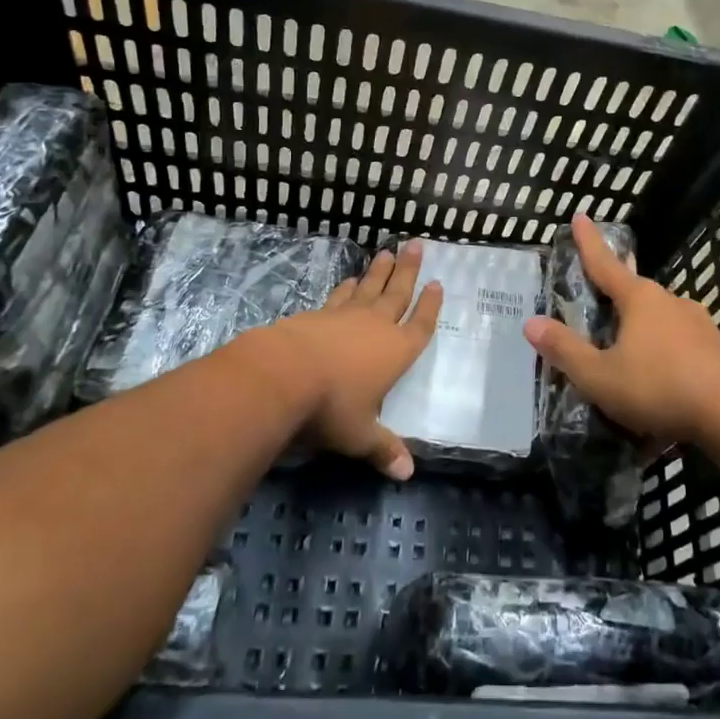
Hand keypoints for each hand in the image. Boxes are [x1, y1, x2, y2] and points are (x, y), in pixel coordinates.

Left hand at [259, 240, 441, 479]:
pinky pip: (339, 296)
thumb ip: (383, 449)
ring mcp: (345, 316)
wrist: (281, 374)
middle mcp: (376, 327)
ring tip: (386, 253)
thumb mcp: (360, 436)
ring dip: (379, 271)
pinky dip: (347, 287)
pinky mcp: (317, 315)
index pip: (420, 324)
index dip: (430, 305)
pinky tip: (349, 280)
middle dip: (408, 270)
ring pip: (369, 288)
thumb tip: (407, 475)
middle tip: (415, 243)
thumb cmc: (331, 407)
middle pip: (397, 292)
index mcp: (397, 351)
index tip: (438, 283)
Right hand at [524, 214, 719, 443]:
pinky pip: (680, 347)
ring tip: (627, 358)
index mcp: (639, 299)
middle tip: (599, 306)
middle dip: (616, 298)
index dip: (589, 242)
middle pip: (635, 293)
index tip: (581, 216)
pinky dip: (663, 360)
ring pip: (660, 321)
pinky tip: (659, 386)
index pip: (605, 264)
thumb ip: (566, 351)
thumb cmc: (660, 386)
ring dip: (641, 333)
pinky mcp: (717, 351)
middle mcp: (670, 302)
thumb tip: (531, 323)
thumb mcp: (601, 376)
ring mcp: (698, 326)